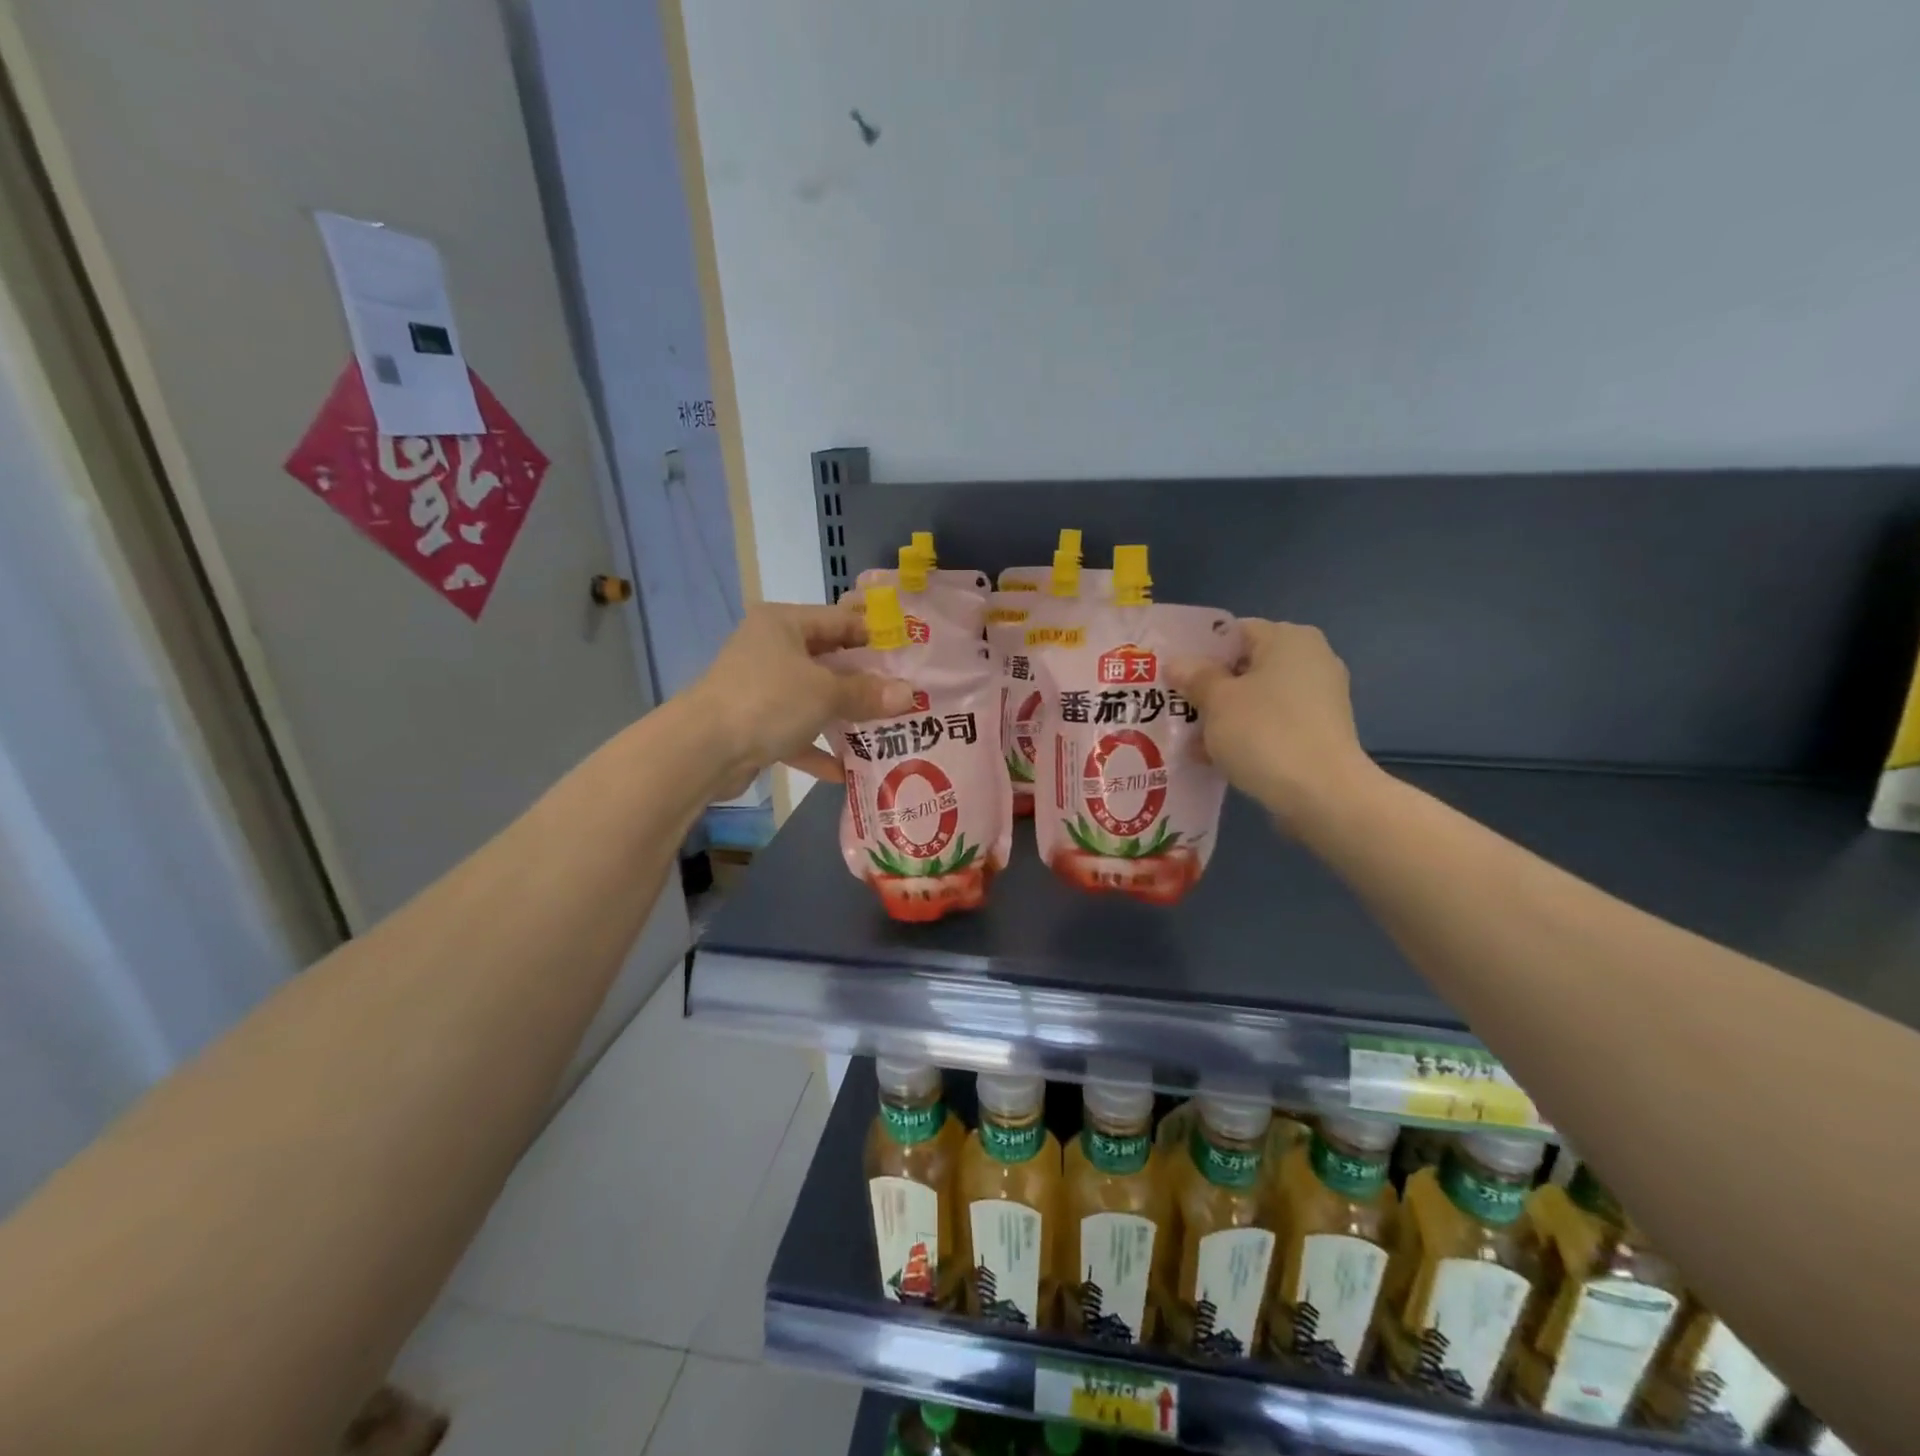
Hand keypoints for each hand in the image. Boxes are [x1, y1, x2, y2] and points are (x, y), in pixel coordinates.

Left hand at [686, 603, 915, 792]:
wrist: (702, 750)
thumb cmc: (768, 701)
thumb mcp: (825, 693)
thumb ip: (867, 693)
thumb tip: (909, 694)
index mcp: (784, 624)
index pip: (840, 620)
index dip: (874, 636)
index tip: (908, 657)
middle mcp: (770, 649)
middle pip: (828, 660)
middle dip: (864, 681)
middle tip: (903, 696)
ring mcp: (760, 687)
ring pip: (813, 697)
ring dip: (843, 716)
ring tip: (883, 731)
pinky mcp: (753, 723)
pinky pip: (795, 731)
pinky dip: (816, 747)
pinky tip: (843, 770)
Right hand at [1168, 620, 1379, 831]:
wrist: (1322, 794)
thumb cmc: (1264, 733)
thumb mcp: (1217, 701)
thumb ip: (1194, 677)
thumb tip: (1177, 663)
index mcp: (1288, 638)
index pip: (1233, 633)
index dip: (1199, 653)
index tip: (1172, 677)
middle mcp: (1311, 659)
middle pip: (1245, 667)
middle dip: (1209, 689)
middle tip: (1175, 708)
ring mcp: (1320, 698)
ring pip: (1257, 699)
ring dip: (1224, 716)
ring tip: (1189, 740)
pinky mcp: (1320, 732)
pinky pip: (1273, 724)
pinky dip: (1246, 736)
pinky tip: (1216, 758)